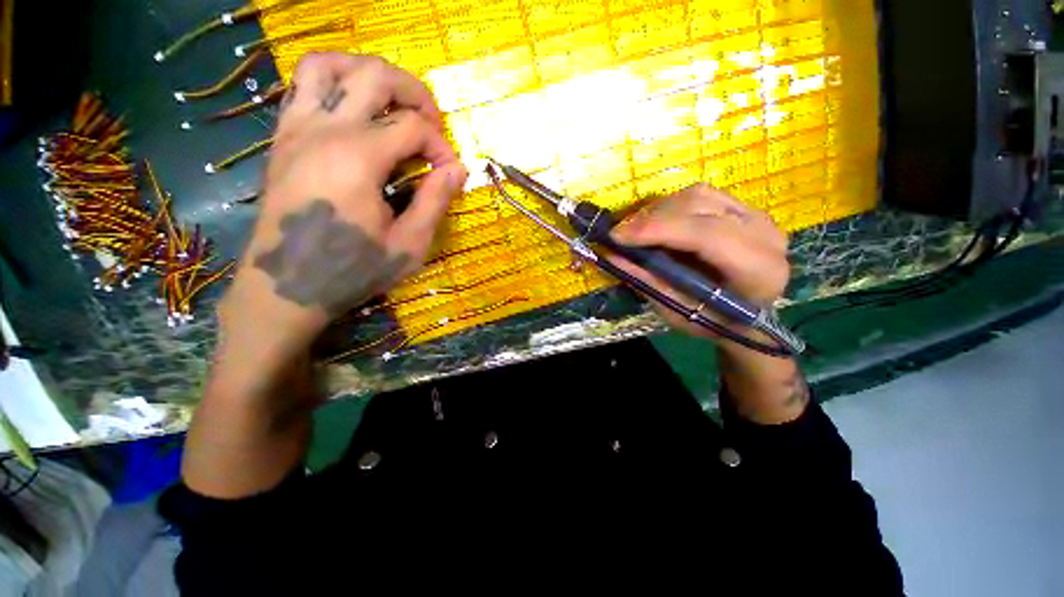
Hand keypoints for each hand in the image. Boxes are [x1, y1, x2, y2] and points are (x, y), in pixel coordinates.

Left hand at [220, 53, 467, 352]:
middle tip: (431, 126)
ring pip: (329, 65)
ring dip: (368, 74)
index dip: (441, 146)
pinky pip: (304, 87)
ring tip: (392, 104)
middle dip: (415, 94)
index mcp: (359, 158)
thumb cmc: (353, 270)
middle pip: (375, 75)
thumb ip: (435, 201)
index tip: (449, 173)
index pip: (413, 127)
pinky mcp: (283, 138)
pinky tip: (355, 114)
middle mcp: (324, 130)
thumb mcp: (409, 245)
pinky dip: (336, 84)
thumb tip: (456, 168)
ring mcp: (296, 129)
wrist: (285, 285)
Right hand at [612, 184, 805, 424]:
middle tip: (620, 235)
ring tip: (635, 230)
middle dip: (651, 218)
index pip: (706, 235)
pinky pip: (702, 196)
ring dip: (658, 210)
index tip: (617, 237)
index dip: (658, 230)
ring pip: (698, 195)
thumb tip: (611, 256)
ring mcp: (758, 216)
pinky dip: (671, 207)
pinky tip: (656, 224)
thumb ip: (647, 282)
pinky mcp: (745, 209)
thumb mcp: (678, 312)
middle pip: (700, 206)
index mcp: (758, 269)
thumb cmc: (714, 322)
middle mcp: (765, 234)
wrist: (751, 317)